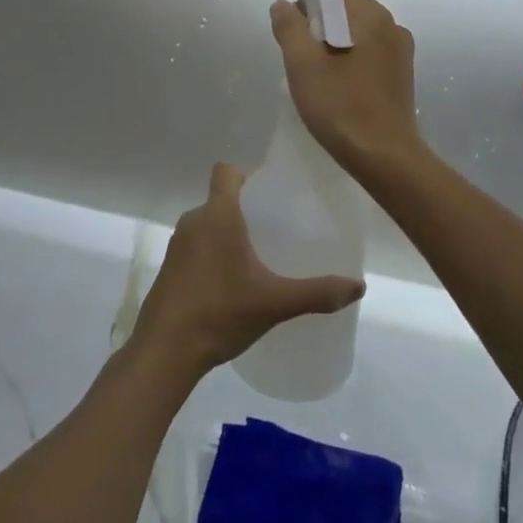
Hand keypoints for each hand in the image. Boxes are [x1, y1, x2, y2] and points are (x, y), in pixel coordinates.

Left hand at [132, 164, 365, 380]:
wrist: (164, 351)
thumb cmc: (219, 312)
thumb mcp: (275, 302)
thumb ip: (317, 292)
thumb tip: (358, 286)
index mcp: (217, 215)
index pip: (226, 172)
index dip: (248, 175)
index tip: (272, 195)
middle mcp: (193, 222)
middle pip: (222, 199)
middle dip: (248, 210)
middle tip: (279, 230)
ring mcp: (177, 246)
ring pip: (209, 225)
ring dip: (231, 234)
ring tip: (261, 256)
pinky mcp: (170, 269)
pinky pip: (197, 247)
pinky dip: (215, 254)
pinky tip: (235, 283)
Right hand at [269, 0, 420, 171]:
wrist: (385, 157)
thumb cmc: (341, 107)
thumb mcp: (303, 66)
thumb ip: (289, 28)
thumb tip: (281, 3)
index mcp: (371, 17)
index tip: (295, 30)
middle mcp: (392, 26)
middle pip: (348, 6)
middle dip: (320, 22)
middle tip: (301, 56)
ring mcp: (400, 52)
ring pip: (358, 30)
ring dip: (334, 42)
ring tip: (317, 74)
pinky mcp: (401, 75)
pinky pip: (369, 51)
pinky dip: (350, 58)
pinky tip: (338, 87)